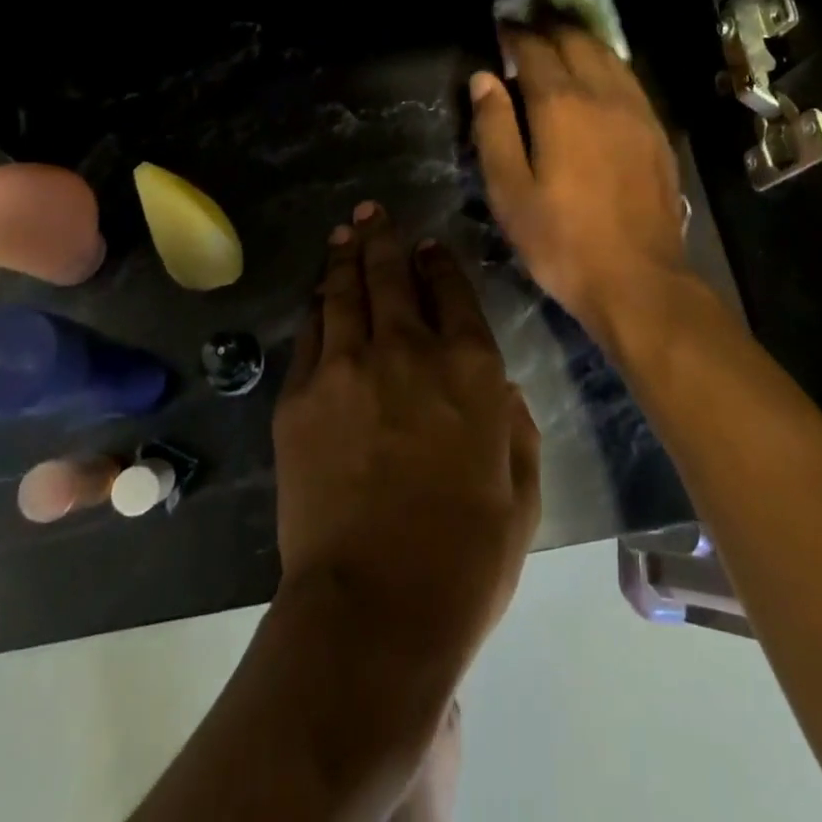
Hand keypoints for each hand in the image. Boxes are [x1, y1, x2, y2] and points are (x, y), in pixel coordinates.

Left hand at [273, 203, 540, 664]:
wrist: (374, 609)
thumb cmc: (465, 559)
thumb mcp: (521, 495)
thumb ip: (516, 430)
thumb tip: (501, 392)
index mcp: (470, 369)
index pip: (453, 292)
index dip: (440, 263)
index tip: (430, 246)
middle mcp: (408, 350)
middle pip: (392, 276)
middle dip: (385, 239)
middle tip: (375, 213)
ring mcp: (347, 367)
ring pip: (344, 293)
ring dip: (345, 257)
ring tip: (344, 232)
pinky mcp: (300, 396)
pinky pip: (309, 334)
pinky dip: (315, 307)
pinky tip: (317, 293)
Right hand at [470, 24, 691, 345]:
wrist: (638, 278)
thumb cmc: (561, 240)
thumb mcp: (509, 191)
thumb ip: (494, 128)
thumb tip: (483, 78)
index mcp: (560, 105)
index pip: (534, 50)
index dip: (514, 34)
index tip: (500, 27)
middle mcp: (602, 94)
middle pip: (576, 41)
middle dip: (549, 27)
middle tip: (529, 25)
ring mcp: (637, 110)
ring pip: (608, 55)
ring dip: (581, 39)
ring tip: (561, 37)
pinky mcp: (657, 130)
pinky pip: (629, 78)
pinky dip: (608, 63)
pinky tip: (600, 74)